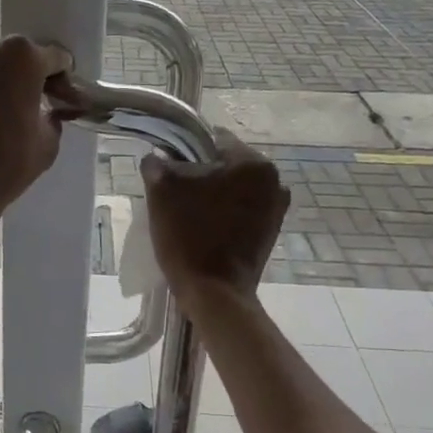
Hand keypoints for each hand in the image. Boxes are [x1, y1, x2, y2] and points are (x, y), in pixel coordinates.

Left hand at [0, 32, 71, 222]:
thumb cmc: (5, 162)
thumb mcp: (48, 142)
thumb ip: (54, 117)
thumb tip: (50, 112)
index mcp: (23, 56)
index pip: (56, 59)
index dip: (62, 81)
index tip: (62, 100)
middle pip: (20, 56)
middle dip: (29, 78)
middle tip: (33, 107)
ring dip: (1, 82)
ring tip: (5, 113)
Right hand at [141, 129, 289, 303]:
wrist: (214, 294)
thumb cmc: (189, 236)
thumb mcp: (162, 191)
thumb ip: (157, 164)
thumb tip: (156, 158)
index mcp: (253, 163)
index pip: (212, 139)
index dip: (184, 149)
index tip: (167, 167)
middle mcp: (274, 181)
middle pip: (225, 164)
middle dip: (200, 173)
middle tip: (173, 190)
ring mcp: (276, 209)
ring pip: (233, 188)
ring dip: (211, 194)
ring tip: (185, 211)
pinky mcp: (270, 232)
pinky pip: (240, 210)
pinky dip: (222, 212)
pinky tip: (201, 227)